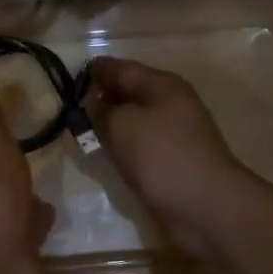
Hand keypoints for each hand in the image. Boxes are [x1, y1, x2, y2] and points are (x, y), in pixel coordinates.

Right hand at [85, 57, 248, 258]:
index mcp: (162, 85)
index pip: (121, 68)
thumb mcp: (122, 125)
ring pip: (134, 120)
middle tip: (69, 106)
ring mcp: (174, 134)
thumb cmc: (162, 156)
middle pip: (129, 93)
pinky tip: (106, 153)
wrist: (205, 205)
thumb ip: (100, 110)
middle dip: (101, 97)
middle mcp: (170, 104)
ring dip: (111, 123)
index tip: (67, 80)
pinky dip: (122, 145)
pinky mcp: (172, 161)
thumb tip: (91, 104)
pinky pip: (140, 145)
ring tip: (81, 129)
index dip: (95, 71)